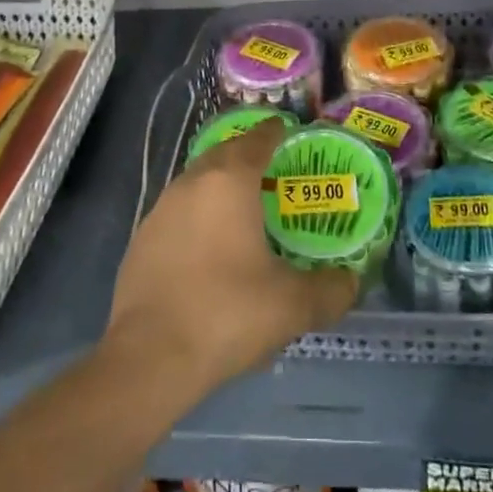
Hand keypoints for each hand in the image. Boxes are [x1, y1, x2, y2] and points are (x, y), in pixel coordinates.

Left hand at [103, 119, 357, 397]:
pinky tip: (212, 247)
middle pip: (225, 154)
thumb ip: (331, 289)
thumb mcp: (293, 305)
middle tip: (276, 172)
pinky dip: (200, 216)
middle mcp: (192, 183)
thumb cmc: (227, 313)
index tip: (292, 133)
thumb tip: (351, 282)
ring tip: (247, 209)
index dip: (278, 133)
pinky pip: (180, 212)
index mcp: (229, 181)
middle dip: (249, 155)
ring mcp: (161, 210)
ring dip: (222, 186)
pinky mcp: (142, 240)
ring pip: (198, 182)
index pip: (258, 139)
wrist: (148, 359)